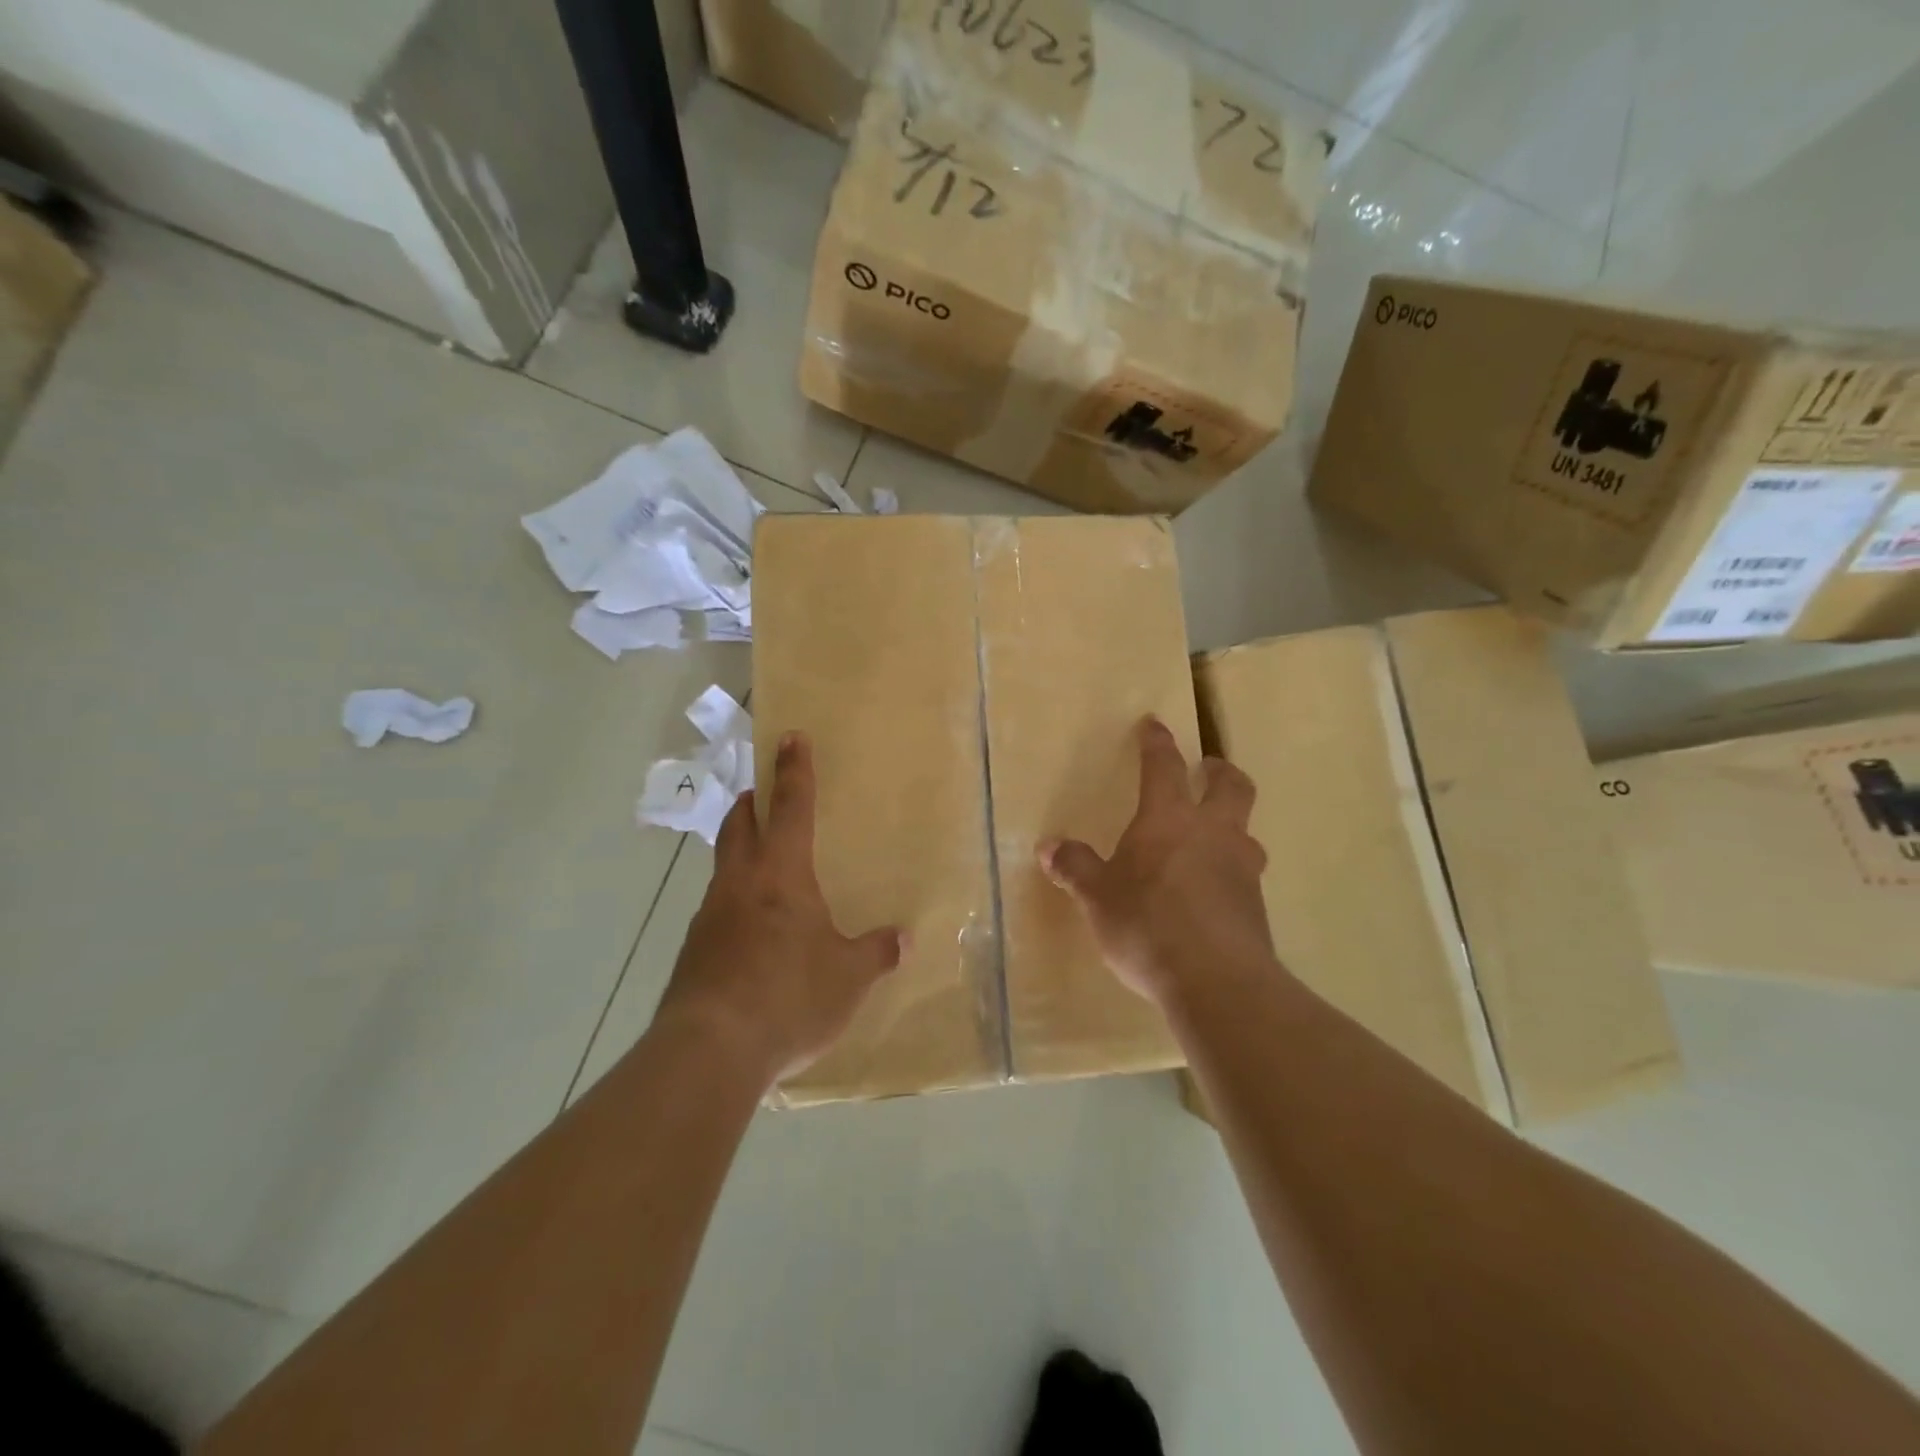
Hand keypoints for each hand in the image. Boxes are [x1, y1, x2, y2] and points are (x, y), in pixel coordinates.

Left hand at [656, 731, 903, 1086]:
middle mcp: (740, 883)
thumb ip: (876, 953)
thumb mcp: (847, 978)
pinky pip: (717, 908)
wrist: (709, 1051)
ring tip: (762, 865)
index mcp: (782, 874)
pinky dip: (734, 901)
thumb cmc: (788, 997)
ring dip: (740, 850)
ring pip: (724, 865)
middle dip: (753, 803)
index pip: (791, 807)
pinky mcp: (693, 951)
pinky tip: (750, 932)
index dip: (794, 770)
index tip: (791, 737)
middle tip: (764, 792)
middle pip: (740, 824)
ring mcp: (709, 916)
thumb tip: (903, 938)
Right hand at [1040, 717, 1276, 1011]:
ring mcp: (1241, 868)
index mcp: (1168, 819)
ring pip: (1246, 830)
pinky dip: (1231, 870)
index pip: (1163, 767)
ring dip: (1231, 824)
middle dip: (1219, 771)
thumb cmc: (1146, 925)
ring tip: (1213, 836)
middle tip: (1208, 768)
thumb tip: (1050, 847)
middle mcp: (1212, 832)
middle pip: (1231, 786)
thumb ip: (1076, 868)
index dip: (1157, 743)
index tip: (1155, 724)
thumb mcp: (1097, 897)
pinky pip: (1245, 874)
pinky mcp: (1256, 906)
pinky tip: (1214, 892)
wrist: (1216, 981)